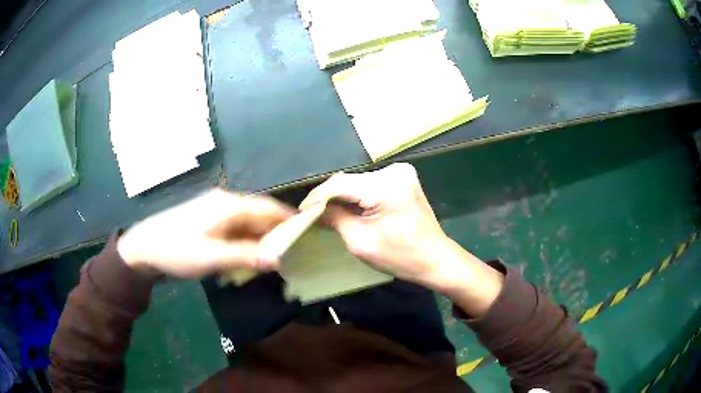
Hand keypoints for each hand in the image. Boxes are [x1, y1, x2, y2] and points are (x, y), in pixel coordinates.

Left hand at [117, 189, 294, 278]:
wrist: (143, 248)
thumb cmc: (176, 250)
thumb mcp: (211, 257)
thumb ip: (246, 256)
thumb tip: (279, 259)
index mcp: (227, 205)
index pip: (267, 208)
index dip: (289, 219)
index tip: (308, 232)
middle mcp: (224, 203)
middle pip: (258, 216)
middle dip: (275, 234)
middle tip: (292, 254)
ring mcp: (215, 212)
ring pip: (247, 225)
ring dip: (259, 241)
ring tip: (272, 260)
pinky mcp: (208, 222)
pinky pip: (235, 230)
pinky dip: (245, 243)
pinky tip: (246, 258)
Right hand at [301, 163, 502, 315]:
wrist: (436, 259)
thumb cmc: (401, 257)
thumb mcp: (361, 241)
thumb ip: (335, 219)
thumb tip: (315, 209)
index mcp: (385, 187)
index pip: (339, 184)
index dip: (317, 197)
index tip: (302, 211)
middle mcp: (394, 171)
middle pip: (349, 180)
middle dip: (328, 196)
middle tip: (310, 213)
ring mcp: (401, 173)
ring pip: (359, 181)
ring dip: (342, 195)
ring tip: (324, 210)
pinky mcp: (403, 179)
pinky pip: (371, 184)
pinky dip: (357, 194)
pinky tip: (346, 206)